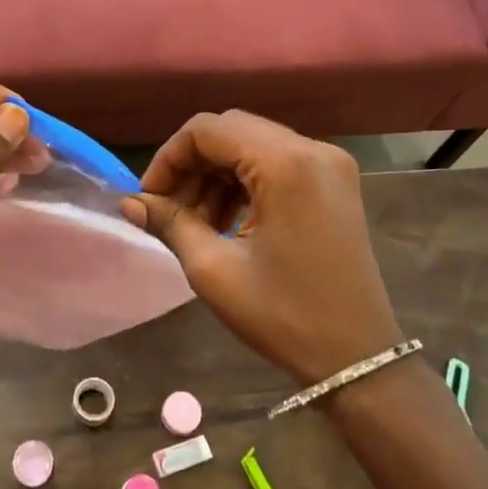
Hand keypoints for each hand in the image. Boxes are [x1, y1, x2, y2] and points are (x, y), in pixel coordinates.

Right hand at [123, 111, 402, 386]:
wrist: (357, 358)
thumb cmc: (283, 315)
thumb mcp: (214, 270)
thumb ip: (170, 224)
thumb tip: (129, 203)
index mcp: (286, 164)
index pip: (208, 130)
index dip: (169, 158)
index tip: (150, 199)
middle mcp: (312, 150)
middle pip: (231, 131)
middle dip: (191, 165)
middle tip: (168, 210)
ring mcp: (329, 165)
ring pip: (252, 146)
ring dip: (216, 175)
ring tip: (196, 223)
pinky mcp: (334, 183)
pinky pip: (276, 164)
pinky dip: (244, 183)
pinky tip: (227, 222)